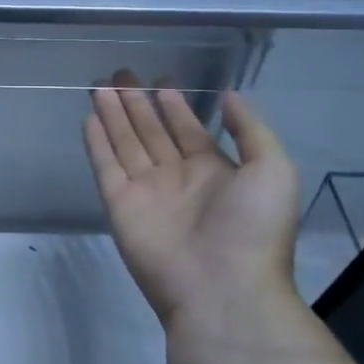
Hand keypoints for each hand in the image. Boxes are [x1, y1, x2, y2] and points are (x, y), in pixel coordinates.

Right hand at [84, 72, 301, 339]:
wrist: (222, 289)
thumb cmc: (253, 228)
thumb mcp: (273, 170)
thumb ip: (250, 129)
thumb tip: (228, 96)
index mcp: (215, 171)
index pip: (188, 130)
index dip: (175, 106)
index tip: (161, 80)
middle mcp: (177, 178)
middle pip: (152, 132)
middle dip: (138, 103)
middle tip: (122, 73)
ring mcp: (146, 192)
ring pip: (126, 143)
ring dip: (114, 115)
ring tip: (101, 86)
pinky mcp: (120, 205)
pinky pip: (106, 166)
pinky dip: (97, 143)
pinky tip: (90, 117)